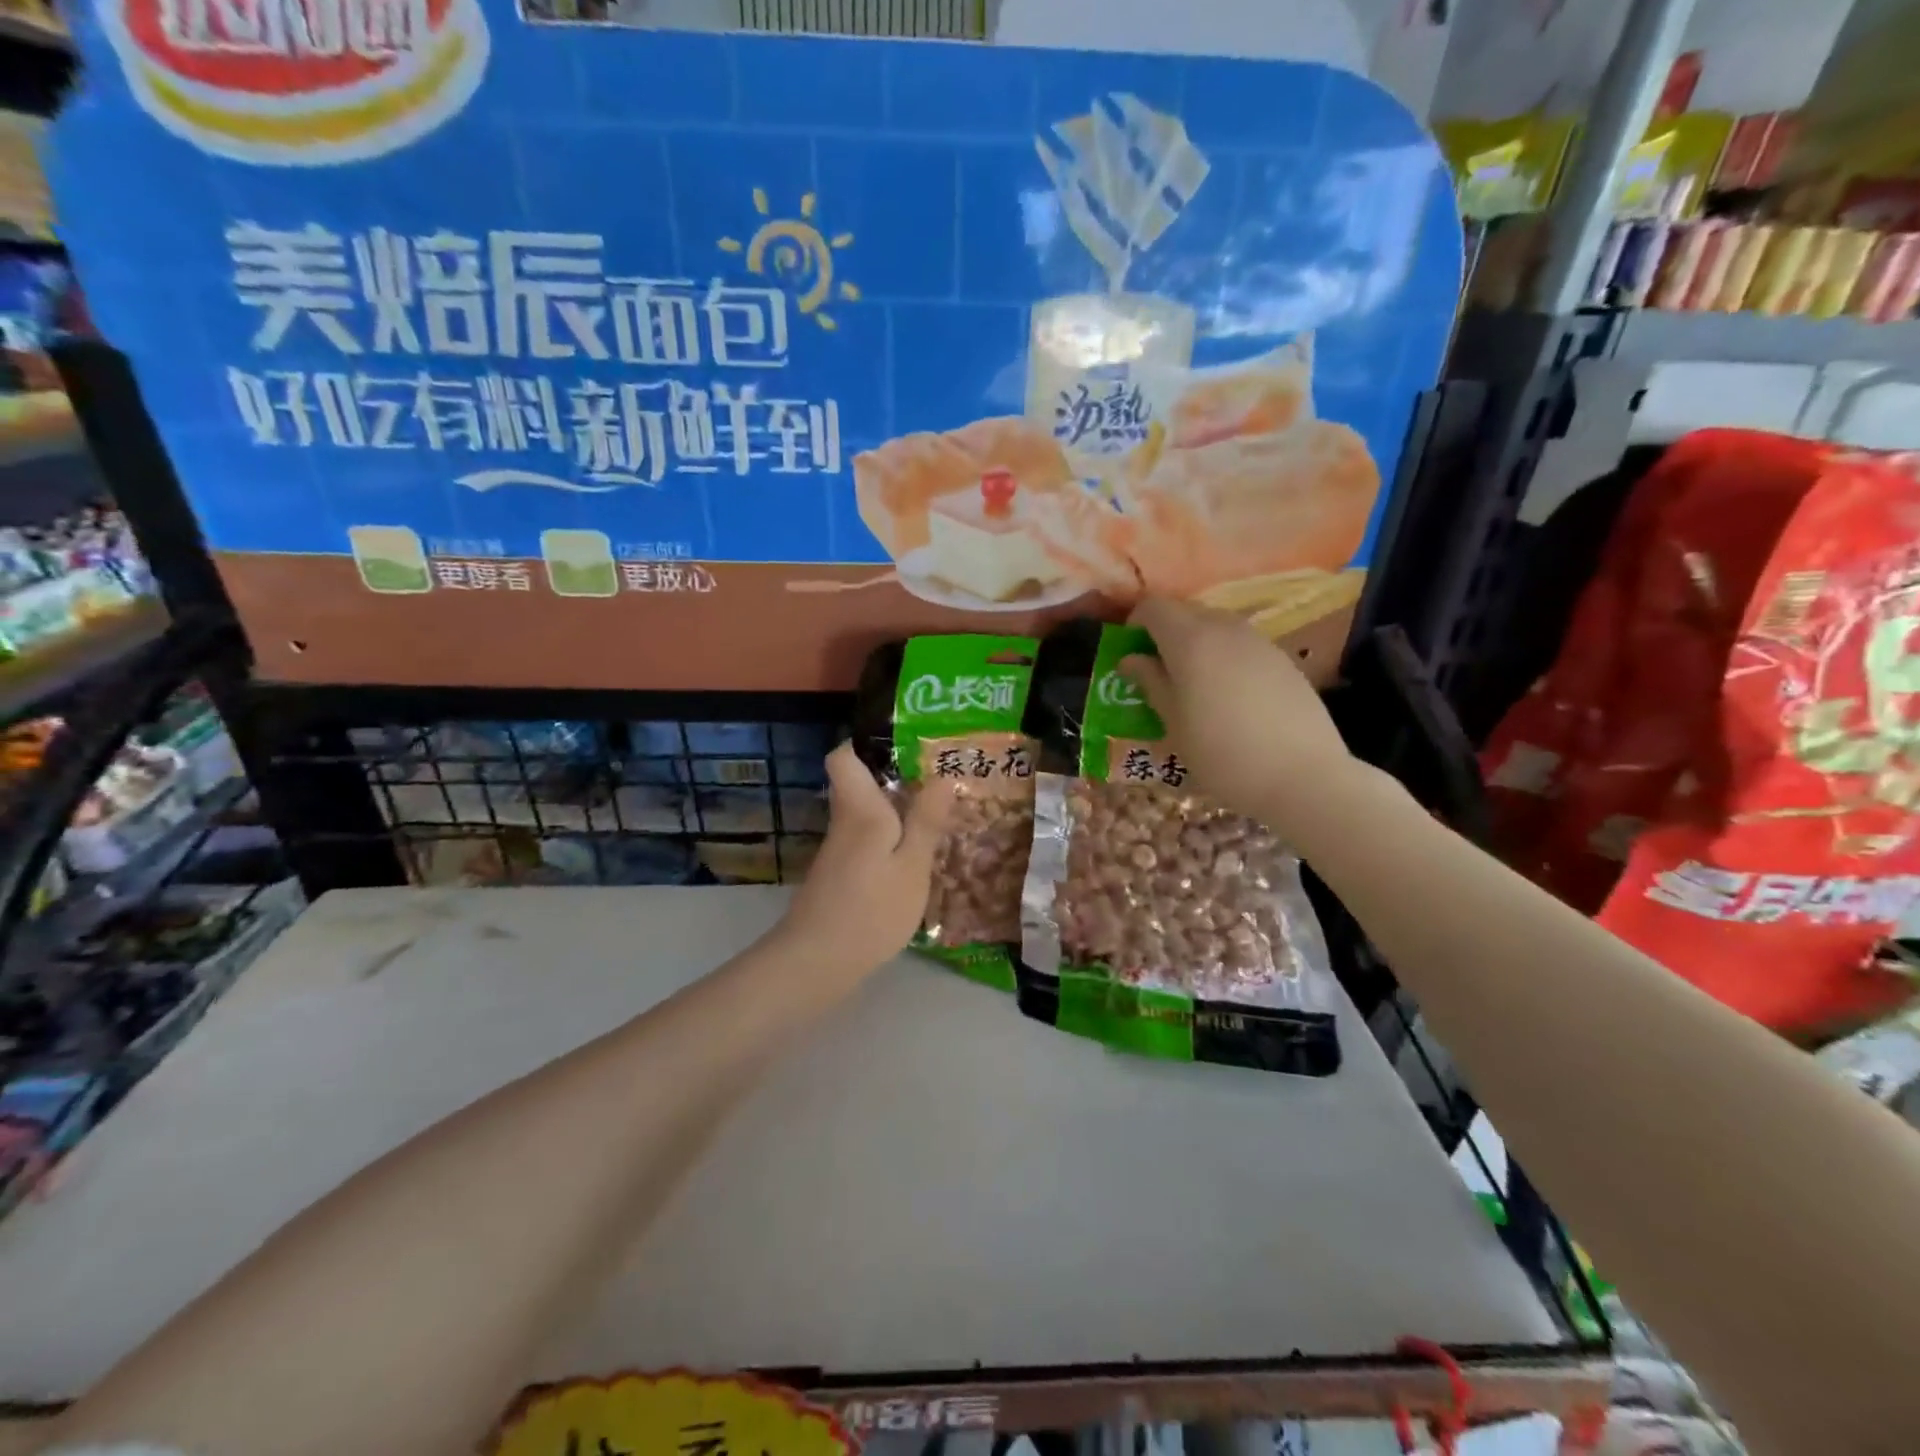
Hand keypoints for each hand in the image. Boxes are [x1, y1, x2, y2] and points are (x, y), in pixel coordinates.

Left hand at [777, 743, 956, 975]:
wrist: (817, 963)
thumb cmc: (871, 909)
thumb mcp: (912, 866)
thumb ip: (926, 821)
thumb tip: (942, 776)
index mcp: (860, 809)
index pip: (843, 756)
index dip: (868, 744)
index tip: (905, 746)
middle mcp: (844, 822)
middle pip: (861, 786)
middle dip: (898, 781)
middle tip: (941, 783)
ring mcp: (839, 852)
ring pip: (867, 816)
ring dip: (898, 815)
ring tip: (939, 818)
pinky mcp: (839, 877)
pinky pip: (868, 843)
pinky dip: (891, 843)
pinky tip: (916, 861)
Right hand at [1119, 598, 1360, 834]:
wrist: (1302, 776)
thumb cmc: (1222, 753)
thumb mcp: (1173, 723)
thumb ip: (1150, 683)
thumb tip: (1131, 660)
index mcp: (1190, 640)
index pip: (1153, 607)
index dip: (1135, 624)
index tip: (1130, 655)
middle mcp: (1225, 628)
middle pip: (1185, 611)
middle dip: (1165, 633)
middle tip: (1157, 672)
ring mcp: (1259, 641)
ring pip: (1216, 626)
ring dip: (1196, 645)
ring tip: (1193, 687)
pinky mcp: (1283, 659)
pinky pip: (1242, 645)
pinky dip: (1225, 657)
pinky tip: (1230, 698)